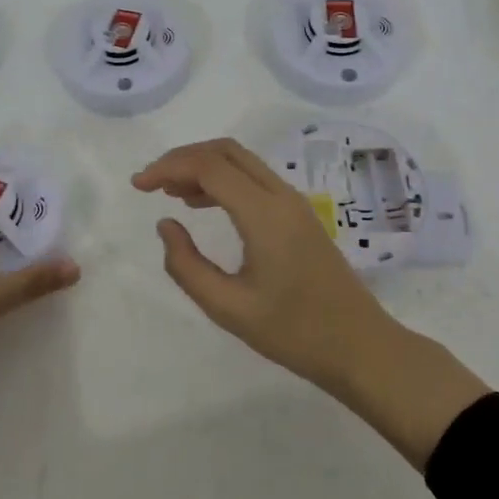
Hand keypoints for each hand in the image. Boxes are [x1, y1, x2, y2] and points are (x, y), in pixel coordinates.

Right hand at [133, 137, 488, 468]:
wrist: (360, 347)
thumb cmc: (294, 333)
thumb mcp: (228, 308)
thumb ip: (186, 266)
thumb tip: (165, 225)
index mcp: (264, 214)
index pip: (209, 167)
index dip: (168, 167)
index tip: (138, 186)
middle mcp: (281, 196)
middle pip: (225, 151)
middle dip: (183, 158)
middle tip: (151, 183)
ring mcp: (294, 203)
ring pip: (241, 161)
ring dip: (203, 166)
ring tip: (168, 191)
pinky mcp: (299, 215)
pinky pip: (254, 179)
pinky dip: (222, 179)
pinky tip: (201, 204)